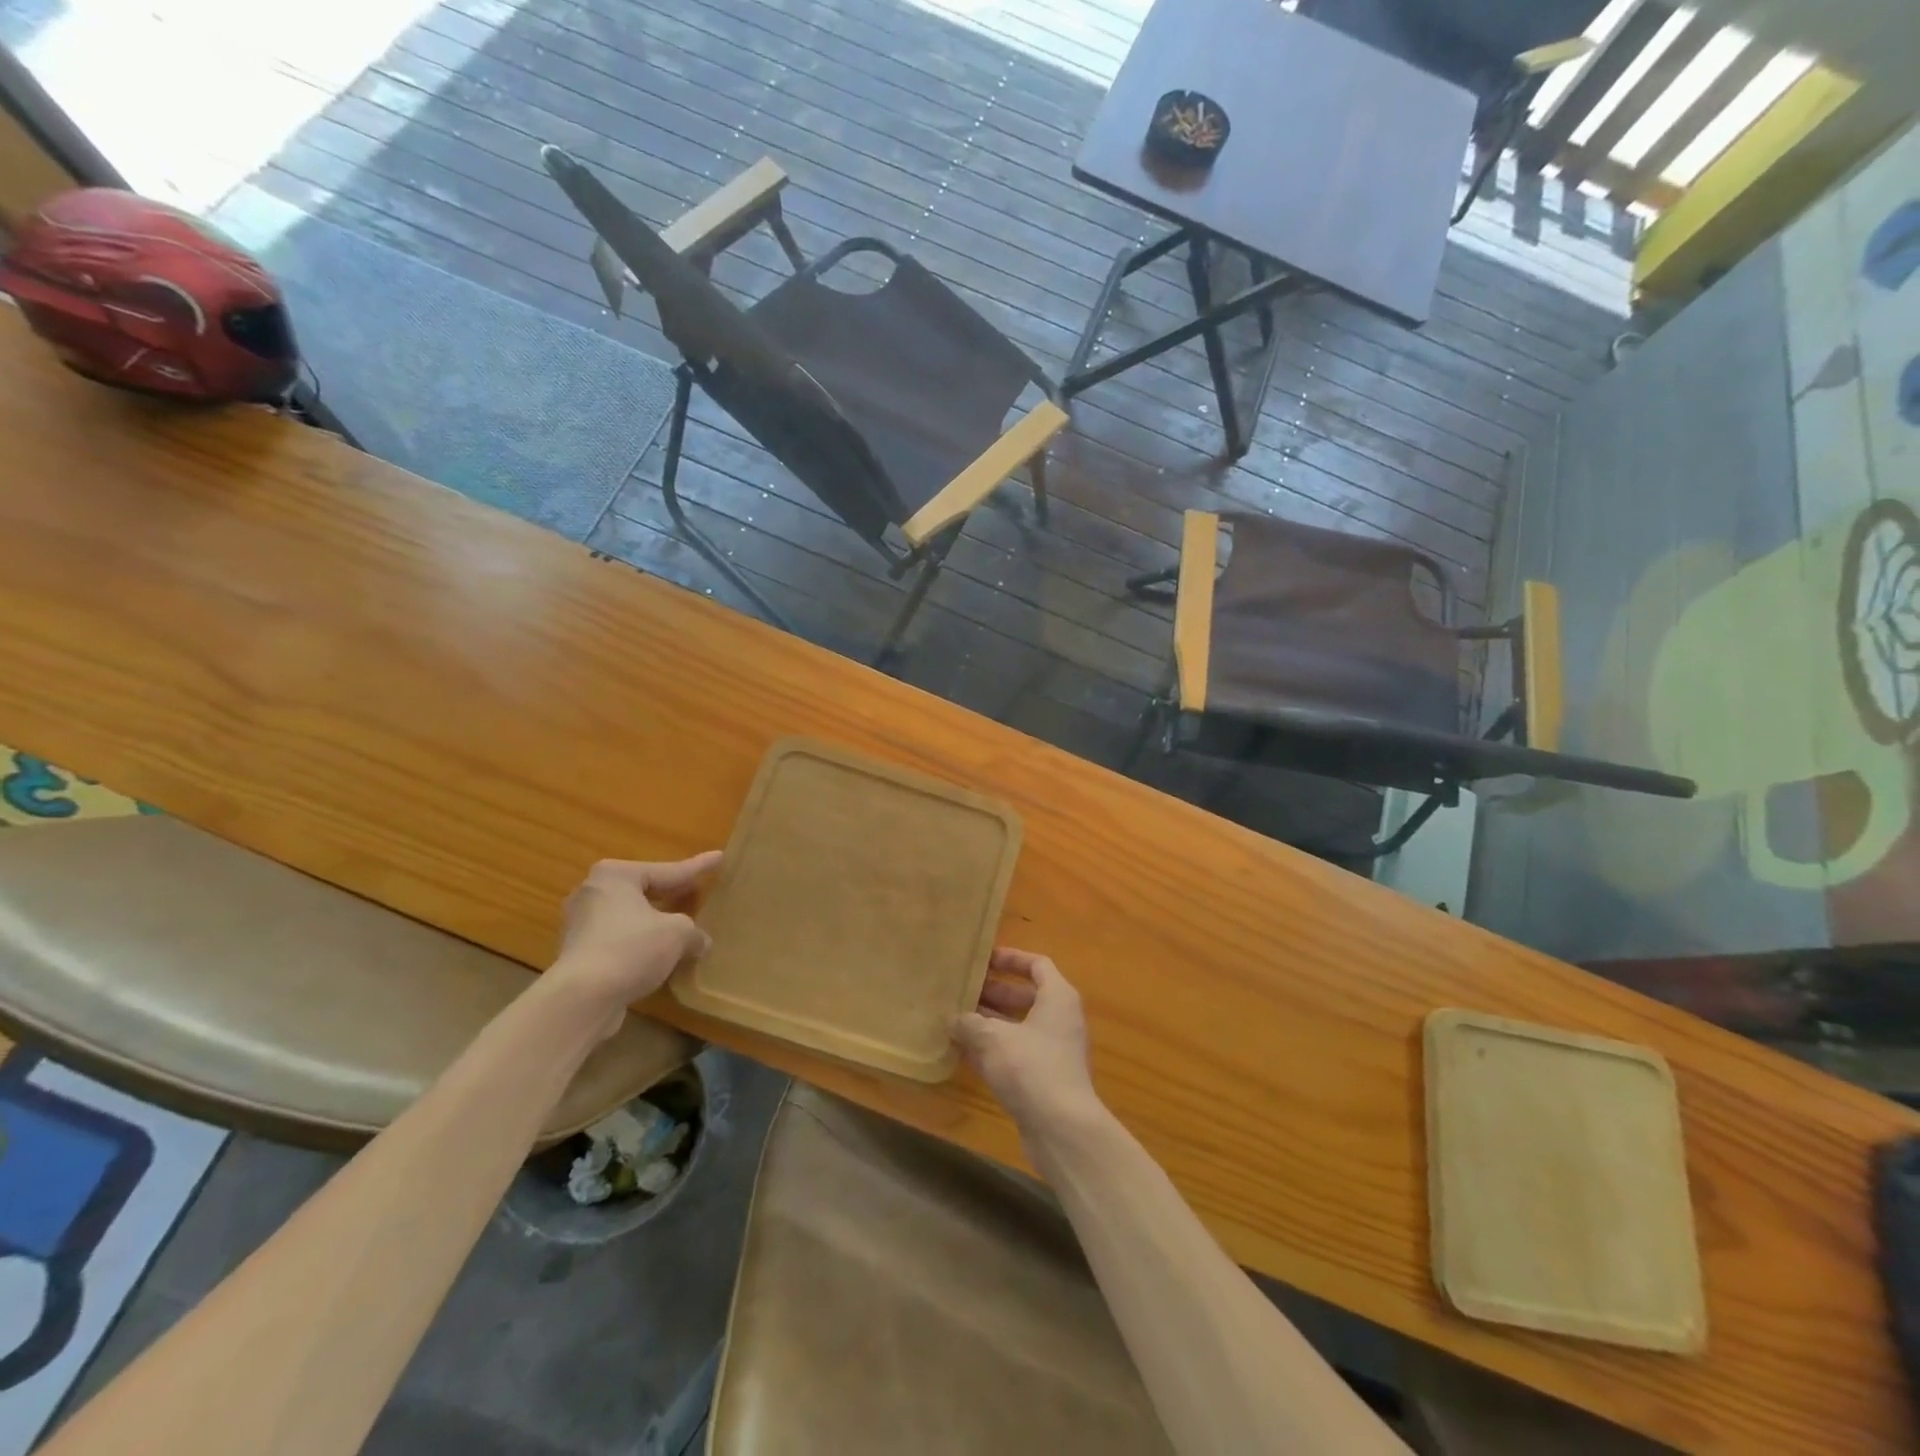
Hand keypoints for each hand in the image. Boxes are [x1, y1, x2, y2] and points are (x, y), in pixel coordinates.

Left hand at [547, 852, 722, 1037]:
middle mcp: (593, 893)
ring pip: (630, 916)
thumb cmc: (632, 949)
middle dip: (671, 894)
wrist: (582, 998)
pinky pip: (619, 940)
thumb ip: (693, 931)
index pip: (668, 870)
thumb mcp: (678, 933)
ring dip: (655, 922)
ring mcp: (580, 924)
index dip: (697, 867)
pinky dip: (640, 944)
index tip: (719, 857)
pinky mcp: (577, 954)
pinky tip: (660, 955)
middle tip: (698, 890)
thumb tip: (700, 942)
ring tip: (681, 926)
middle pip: (644, 890)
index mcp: (616, 876)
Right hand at [950, 948, 1099, 1132]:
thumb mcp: (993, 1038)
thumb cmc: (1031, 1067)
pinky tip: (962, 1052)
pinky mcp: (1044, 1078)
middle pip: (1025, 996)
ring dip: (989, 1022)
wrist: (1062, 1129)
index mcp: (1058, 997)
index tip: (983, 959)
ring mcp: (1053, 1051)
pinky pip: (1015, 1053)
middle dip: (993, 992)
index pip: (1037, 965)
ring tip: (955, 1018)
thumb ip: (970, 1023)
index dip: (1011, 958)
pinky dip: (993, 1050)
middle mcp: (1060, 1019)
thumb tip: (953, 1019)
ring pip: (1018, 1026)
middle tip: (961, 990)